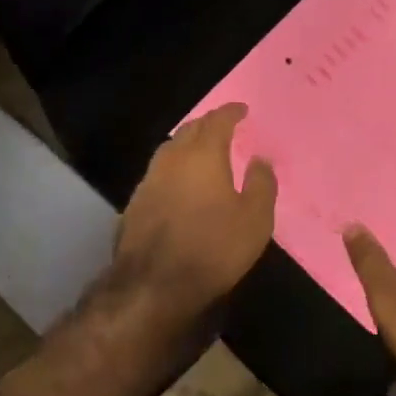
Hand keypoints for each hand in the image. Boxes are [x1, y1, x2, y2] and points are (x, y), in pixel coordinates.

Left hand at [112, 104, 277, 323]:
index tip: (241, 109)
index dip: (230, 112)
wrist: (153, 286)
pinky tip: (178, 185)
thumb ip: (261, 183)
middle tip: (222, 127)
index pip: (217, 121)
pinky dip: (172, 170)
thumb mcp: (255, 219)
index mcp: (203, 155)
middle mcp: (172, 159)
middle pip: (189, 130)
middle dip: (207, 124)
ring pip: (169, 150)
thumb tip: (260, 159)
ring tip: (200, 152)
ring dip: (186, 145)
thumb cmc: (213, 248)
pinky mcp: (133, 204)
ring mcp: (148, 181)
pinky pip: (157, 174)